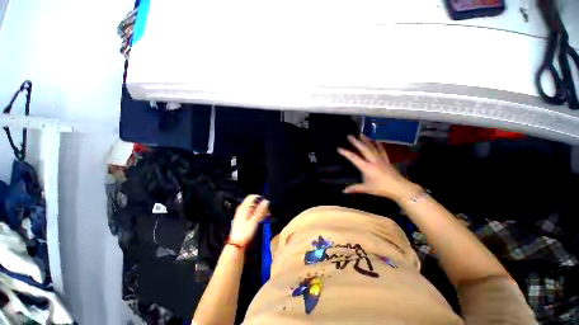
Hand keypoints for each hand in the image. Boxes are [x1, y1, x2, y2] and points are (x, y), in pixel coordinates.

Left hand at [229, 195, 269, 246]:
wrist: (236, 244)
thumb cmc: (245, 232)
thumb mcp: (254, 221)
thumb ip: (260, 210)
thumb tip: (266, 201)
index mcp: (243, 208)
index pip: (251, 197)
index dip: (259, 197)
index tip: (266, 202)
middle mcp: (241, 209)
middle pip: (252, 202)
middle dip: (260, 204)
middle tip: (267, 210)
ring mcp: (241, 214)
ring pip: (252, 208)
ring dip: (259, 209)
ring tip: (266, 215)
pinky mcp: (242, 219)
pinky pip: (250, 213)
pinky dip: (256, 214)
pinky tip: (261, 218)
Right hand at [338, 135, 421, 201]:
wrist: (400, 188)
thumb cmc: (382, 188)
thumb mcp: (367, 189)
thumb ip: (354, 188)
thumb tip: (343, 191)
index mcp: (367, 167)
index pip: (354, 158)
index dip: (346, 153)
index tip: (339, 148)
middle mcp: (373, 161)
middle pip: (364, 149)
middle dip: (356, 142)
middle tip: (350, 136)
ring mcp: (381, 159)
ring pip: (373, 147)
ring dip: (366, 140)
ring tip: (361, 134)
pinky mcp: (387, 160)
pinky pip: (382, 150)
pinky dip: (378, 145)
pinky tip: (376, 141)